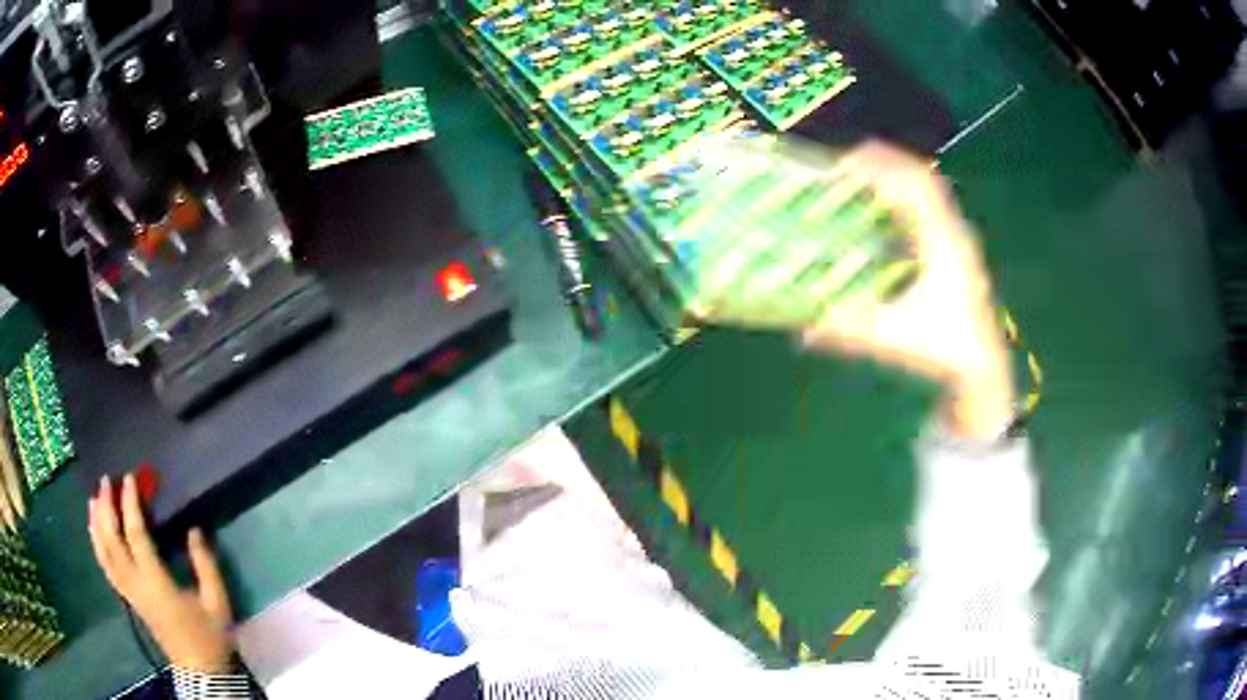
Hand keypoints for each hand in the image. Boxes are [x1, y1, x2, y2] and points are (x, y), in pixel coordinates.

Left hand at [88, 473, 234, 672]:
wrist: (201, 670)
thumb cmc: (209, 636)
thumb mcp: (217, 603)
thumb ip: (205, 565)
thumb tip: (193, 530)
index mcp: (157, 583)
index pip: (135, 536)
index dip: (130, 504)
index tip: (130, 478)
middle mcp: (136, 584)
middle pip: (112, 541)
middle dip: (106, 507)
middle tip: (106, 480)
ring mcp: (129, 592)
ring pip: (104, 553)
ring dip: (97, 523)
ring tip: (94, 498)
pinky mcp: (129, 599)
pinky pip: (106, 567)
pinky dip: (97, 544)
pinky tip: (95, 530)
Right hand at [803, 141, 1013, 439]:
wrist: (983, 367)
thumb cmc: (946, 349)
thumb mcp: (897, 337)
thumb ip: (852, 331)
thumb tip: (802, 332)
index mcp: (944, 243)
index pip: (915, 187)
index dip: (881, 168)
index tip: (845, 162)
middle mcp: (953, 232)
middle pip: (922, 177)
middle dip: (885, 162)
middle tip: (846, 162)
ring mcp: (957, 238)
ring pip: (928, 189)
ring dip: (896, 176)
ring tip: (862, 174)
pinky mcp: (955, 249)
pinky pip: (929, 207)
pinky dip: (905, 196)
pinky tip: (884, 207)